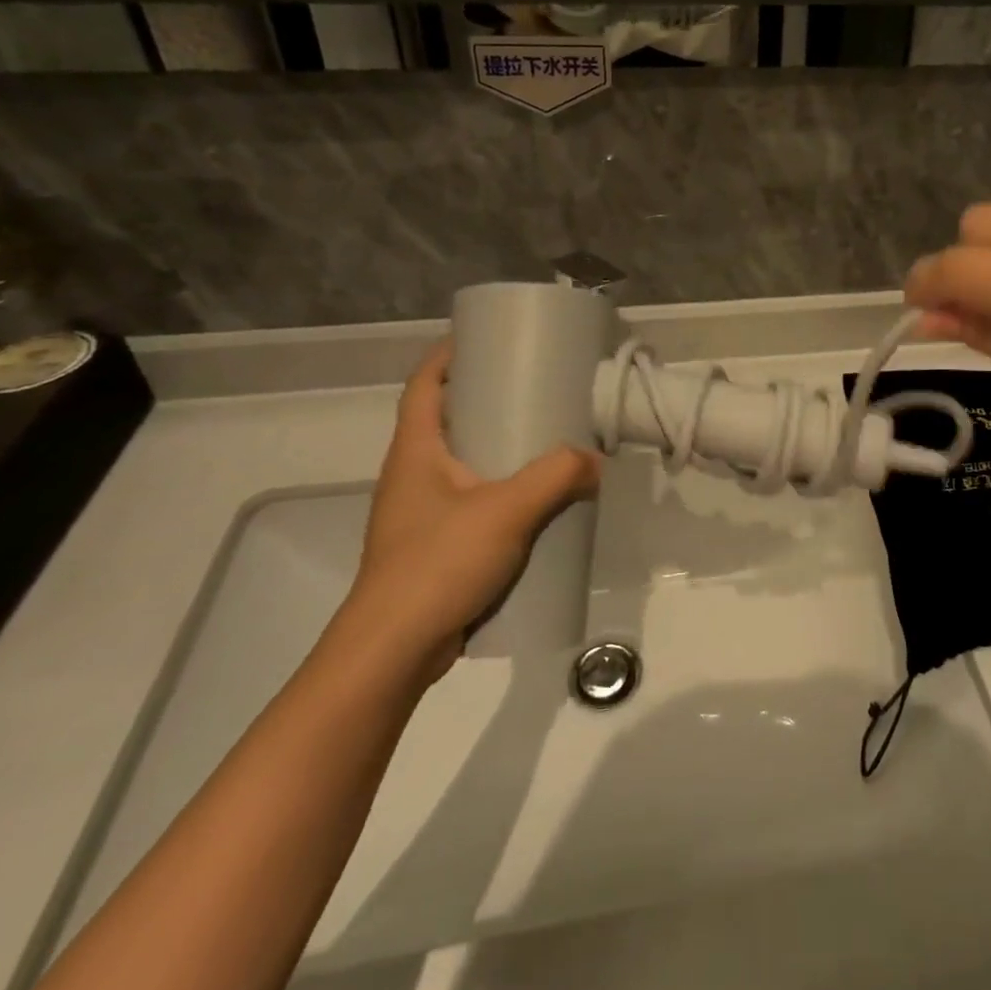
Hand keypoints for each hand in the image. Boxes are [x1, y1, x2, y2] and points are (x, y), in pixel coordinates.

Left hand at [347, 341, 601, 680]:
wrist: (394, 650)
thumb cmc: (438, 563)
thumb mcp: (506, 510)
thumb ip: (557, 477)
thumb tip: (596, 459)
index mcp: (415, 450)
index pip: (424, 384)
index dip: (449, 356)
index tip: (488, 339)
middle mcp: (412, 474)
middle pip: (444, 419)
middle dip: (484, 399)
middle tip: (533, 388)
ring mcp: (420, 513)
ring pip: (460, 463)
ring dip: (494, 447)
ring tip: (542, 440)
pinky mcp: (433, 545)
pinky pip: (470, 500)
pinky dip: (499, 489)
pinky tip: (534, 501)